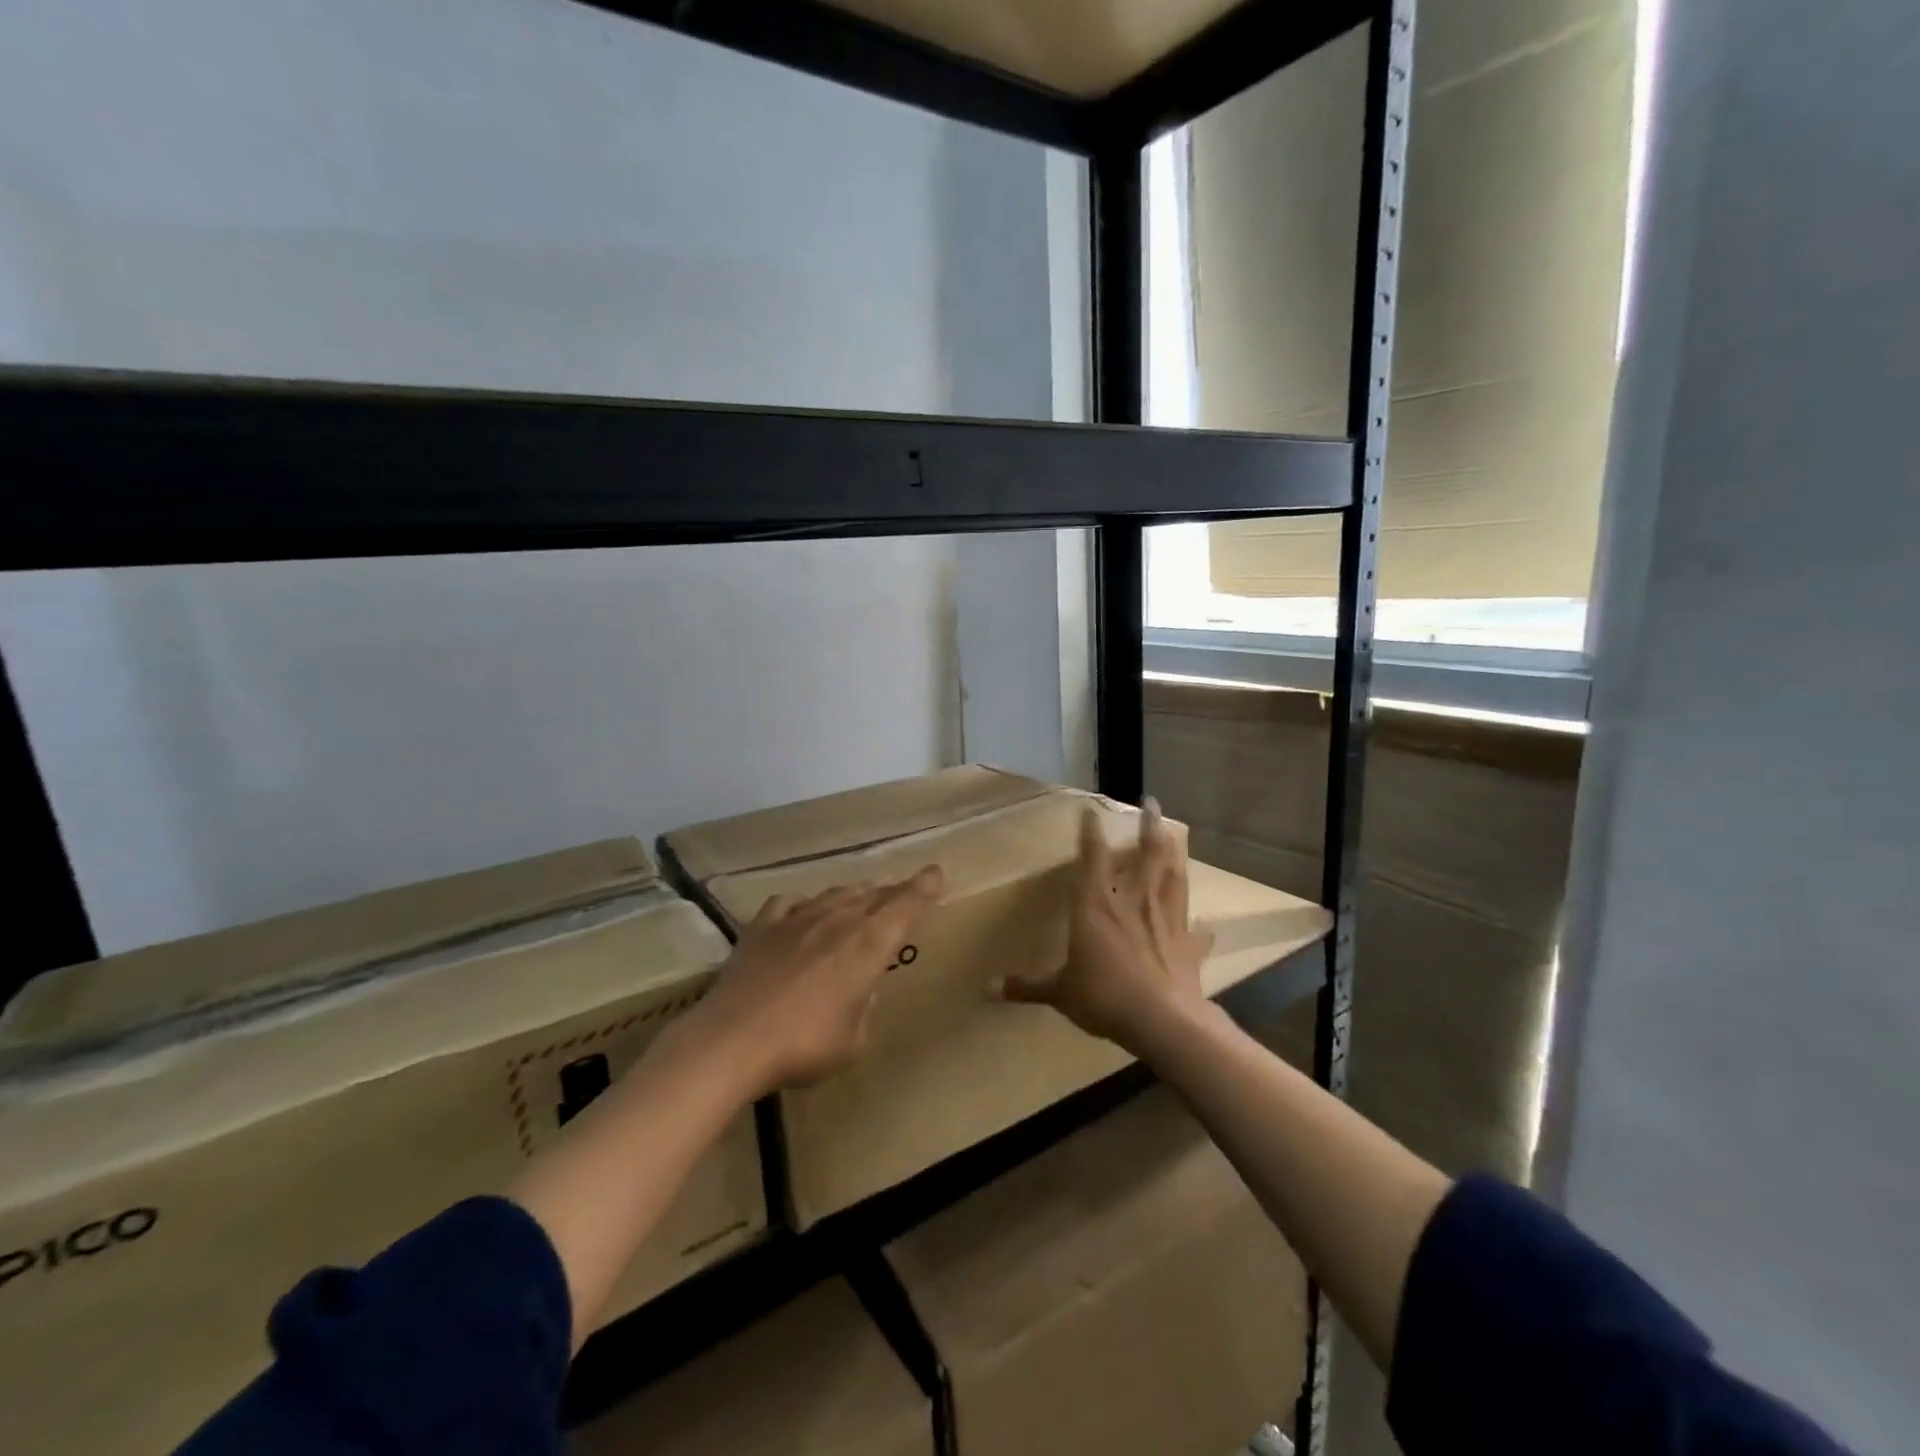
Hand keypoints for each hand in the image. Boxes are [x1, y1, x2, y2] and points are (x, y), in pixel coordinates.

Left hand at [683, 867, 944, 1095]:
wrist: (733, 1040)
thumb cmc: (804, 1045)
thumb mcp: (852, 1040)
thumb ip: (863, 1008)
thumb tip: (859, 991)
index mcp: (868, 945)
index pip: (905, 906)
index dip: (923, 888)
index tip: (936, 873)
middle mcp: (837, 921)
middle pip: (872, 896)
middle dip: (892, 892)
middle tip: (903, 891)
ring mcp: (797, 919)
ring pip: (835, 894)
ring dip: (854, 894)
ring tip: (862, 896)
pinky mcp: (762, 926)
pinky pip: (790, 903)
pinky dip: (805, 903)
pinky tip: (803, 909)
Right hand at [994, 798, 1212, 1052]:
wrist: (1161, 1020)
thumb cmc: (1103, 997)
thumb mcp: (1059, 992)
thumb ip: (1027, 986)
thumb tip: (988, 988)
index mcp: (1095, 906)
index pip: (1091, 859)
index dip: (1090, 833)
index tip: (1091, 811)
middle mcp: (1132, 903)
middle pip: (1144, 856)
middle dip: (1148, 827)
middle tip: (1152, 803)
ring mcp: (1165, 920)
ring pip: (1172, 878)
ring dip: (1174, 856)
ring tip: (1175, 837)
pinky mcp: (1188, 945)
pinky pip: (1195, 931)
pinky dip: (1200, 927)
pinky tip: (1206, 926)